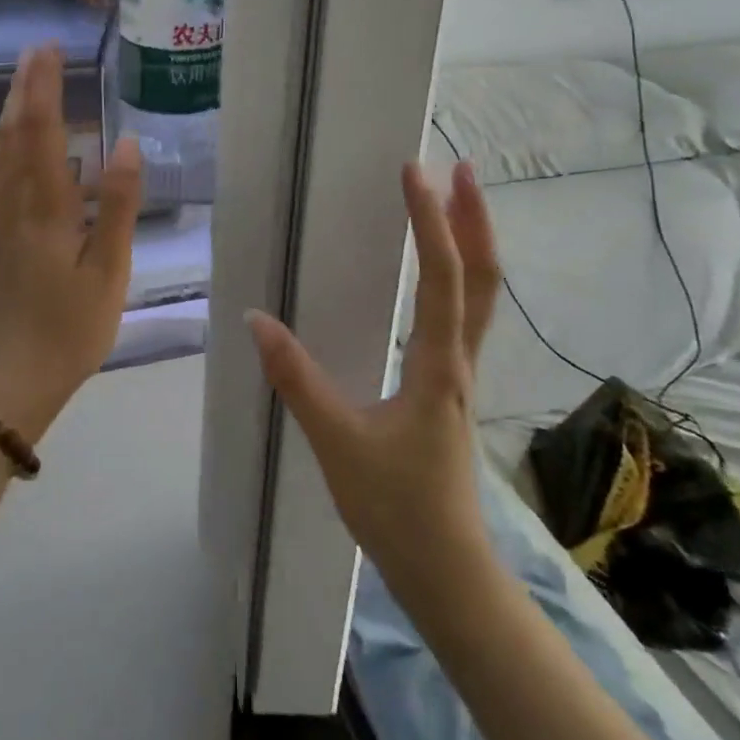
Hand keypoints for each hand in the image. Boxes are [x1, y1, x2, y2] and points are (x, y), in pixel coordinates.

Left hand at [0, 46, 142, 442]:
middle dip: (25, 90)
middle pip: (15, 136)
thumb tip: (128, 144)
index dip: (45, 90)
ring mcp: (1, 222)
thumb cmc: (70, 326)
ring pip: (0, 155)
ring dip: (10, 114)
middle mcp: (17, 205)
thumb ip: (118, 205)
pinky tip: (1, 147)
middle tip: (34, 52)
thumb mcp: (109, 270)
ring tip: (21, 85)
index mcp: (47, 209)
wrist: (15, 377)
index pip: (44, 135)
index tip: (49, 51)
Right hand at [248, 161, 500, 601]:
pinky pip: (464, 315)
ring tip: (454, 201)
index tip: (414, 173)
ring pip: (481, 295)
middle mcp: (459, 359)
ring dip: (471, 242)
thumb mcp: (337, 442)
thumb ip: (296, 378)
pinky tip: (435, 273)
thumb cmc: (395, 507)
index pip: (442, 276)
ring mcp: (460, 372)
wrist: (447, 571)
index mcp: (437, 364)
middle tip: (457, 168)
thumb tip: (256, 318)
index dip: (430, 220)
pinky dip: (458, 275)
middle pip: (483, 276)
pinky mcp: (450, 386)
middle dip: (473, 218)